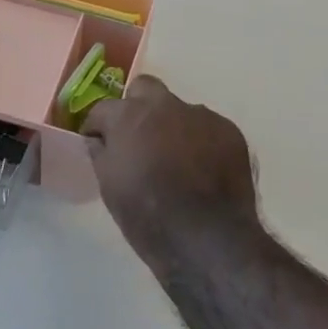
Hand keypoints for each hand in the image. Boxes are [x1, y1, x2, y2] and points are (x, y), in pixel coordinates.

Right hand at [81, 76, 262, 268]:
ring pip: (179, 111)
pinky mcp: (229, 131)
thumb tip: (99, 140)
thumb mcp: (110, 188)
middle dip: (137, 108)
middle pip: (144, 89)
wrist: (209, 239)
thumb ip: (101, 154)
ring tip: (177, 162)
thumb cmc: (148, 216)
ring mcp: (201, 115)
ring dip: (172, 128)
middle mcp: (165, 105)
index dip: (98, 127)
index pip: (103, 109)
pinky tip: (202, 171)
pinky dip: (200, 143)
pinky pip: (206, 129)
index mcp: (129, 116)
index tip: (98, 143)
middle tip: (138, 139)